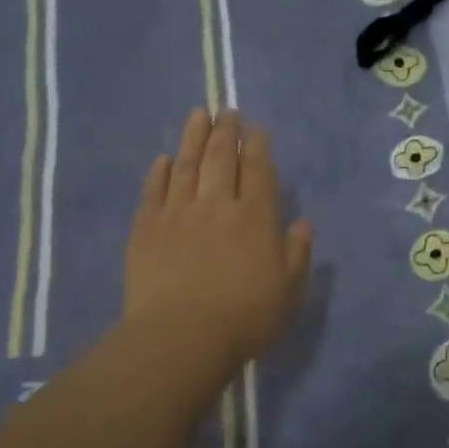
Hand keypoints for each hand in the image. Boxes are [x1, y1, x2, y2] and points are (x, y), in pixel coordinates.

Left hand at [125, 109, 313, 366]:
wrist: (182, 336)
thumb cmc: (245, 316)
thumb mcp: (289, 289)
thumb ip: (297, 252)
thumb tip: (302, 222)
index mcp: (255, 216)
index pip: (258, 170)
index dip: (258, 146)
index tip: (256, 129)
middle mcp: (217, 204)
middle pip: (221, 158)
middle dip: (226, 131)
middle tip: (226, 111)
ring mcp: (178, 213)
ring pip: (186, 165)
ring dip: (193, 137)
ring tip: (197, 115)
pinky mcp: (146, 228)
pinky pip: (153, 190)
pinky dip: (159, 172)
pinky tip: (163, 159)